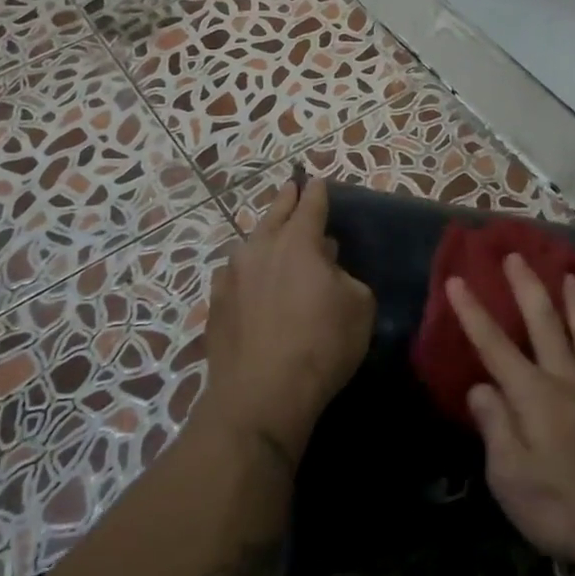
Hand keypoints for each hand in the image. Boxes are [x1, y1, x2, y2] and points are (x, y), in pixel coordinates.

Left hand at [200, 179, 374, 463]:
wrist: (262, 394)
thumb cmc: (322, 344)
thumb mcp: (359, 306)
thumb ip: (346, 277)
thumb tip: (328, 270)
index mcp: (297, 242)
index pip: (310, 205)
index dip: (316, 192)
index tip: (316, 180)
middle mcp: (259, 249)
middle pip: (274, 215)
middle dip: (285, 200)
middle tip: (291, 189)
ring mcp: (231, 277)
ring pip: (250, 246)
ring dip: (265, 238)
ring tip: (273, 238)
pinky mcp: (215, 305)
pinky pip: (235, 276)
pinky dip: (248, 272)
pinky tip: (251, 281)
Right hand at [446, 255, 574, 572]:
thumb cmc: (563, 509)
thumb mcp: (510, 478)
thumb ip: (495, 426)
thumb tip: (481, 387)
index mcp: (534, 397)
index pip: (495, 346)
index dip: (473, 312)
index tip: (458, 280)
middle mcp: (569, 381)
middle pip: (545, 324)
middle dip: (527, 287)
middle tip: (516, 255)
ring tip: (569, 274)